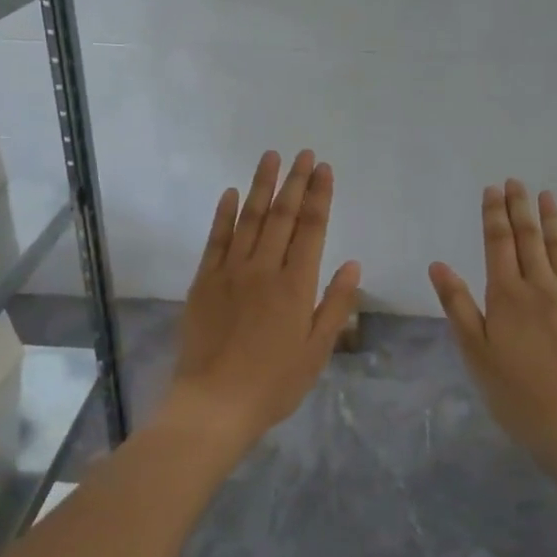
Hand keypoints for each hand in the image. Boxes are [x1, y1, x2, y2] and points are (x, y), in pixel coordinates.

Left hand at [172, 150, 361, 445]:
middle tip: (303, 153)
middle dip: (295, 182)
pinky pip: (215, 240)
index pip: (312, 229)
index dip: (320, 196)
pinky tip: (230, 193)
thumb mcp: (316, 351)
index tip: (324, 169)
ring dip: (261, 187)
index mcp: (296, 285)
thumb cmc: (274, 383)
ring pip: (249, 219)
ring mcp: (230, 272)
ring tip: (271, 158)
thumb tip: (352, 264)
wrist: (214, 403)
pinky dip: (223, 214)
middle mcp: (264, 269)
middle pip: (282, 216)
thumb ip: (335, 305)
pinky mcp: (204, 282)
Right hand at [429, 181, 556, 466]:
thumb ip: (458, 305)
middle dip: (520, 207)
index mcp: (507, 295)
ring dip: (552, 219)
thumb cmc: (515, 393)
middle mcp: (540, 286)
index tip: (492, 190)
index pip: (498, 244)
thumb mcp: (475, 352)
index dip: (494, 215)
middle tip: (515, 181)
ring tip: (546, 195)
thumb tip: (438, 265)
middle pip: (529, 238)